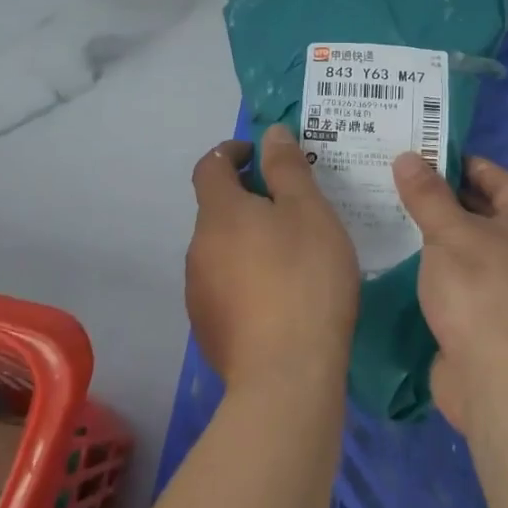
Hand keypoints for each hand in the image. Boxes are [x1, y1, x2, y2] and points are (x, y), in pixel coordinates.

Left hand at [186, 124, 359, 391]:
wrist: (286, 374)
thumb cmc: (305, 278)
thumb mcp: (309, 212)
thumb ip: (287, 168)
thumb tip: (270, 133)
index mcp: (219, 213)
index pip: (211, 166)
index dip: (232, 153)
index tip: (260, 156)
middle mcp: (198, 247)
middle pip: (217, 210)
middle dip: (247, 200)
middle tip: (292, 207)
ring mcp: (198, 290)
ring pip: (221, 250)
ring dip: (247, 241)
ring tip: (291, 255)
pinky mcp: (208, 327)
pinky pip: (225, 286)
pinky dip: (246, 277)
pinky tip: (279, 297)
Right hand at [393, 152, 507, 433]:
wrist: (500, 378)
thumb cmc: (482, 290)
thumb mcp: (451, 233)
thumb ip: (428, 196)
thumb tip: (409, 157)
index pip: (501, 181)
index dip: (468, 165)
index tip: (430, 156)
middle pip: (484, 216)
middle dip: (446, 200)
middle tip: (400, 185)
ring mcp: (504, 292)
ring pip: (467, 253)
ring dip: (436, 239)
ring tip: (392, 220)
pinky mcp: (483, 324)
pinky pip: (456, 286)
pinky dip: (433, 273)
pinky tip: (400, 268)